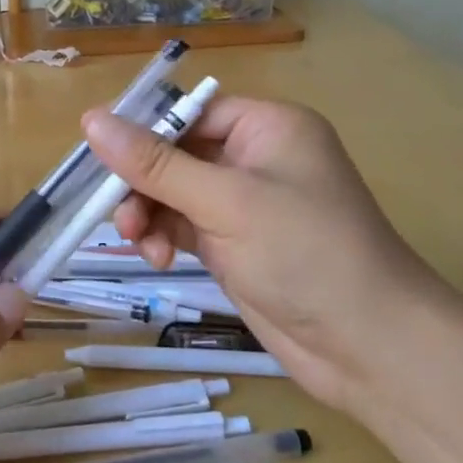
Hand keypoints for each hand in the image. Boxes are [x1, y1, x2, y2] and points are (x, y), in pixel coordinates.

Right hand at [82, 98, 443, 409]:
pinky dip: (163, 237)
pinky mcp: (234, 242)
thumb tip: (90, 118)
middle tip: (118, 213)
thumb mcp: (224, 201)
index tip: (99, 157)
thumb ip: (154, 163)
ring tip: (138, 241)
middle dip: (142, 183)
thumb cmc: (306, 254)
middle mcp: (255, 156)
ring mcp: (244, 203)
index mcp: (266, 126)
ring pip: (171, 191)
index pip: (188, 112)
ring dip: (148, 213)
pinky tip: (159, 259)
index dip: (142, 131)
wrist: (372, 350)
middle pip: (174, 152)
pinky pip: (182, 224)